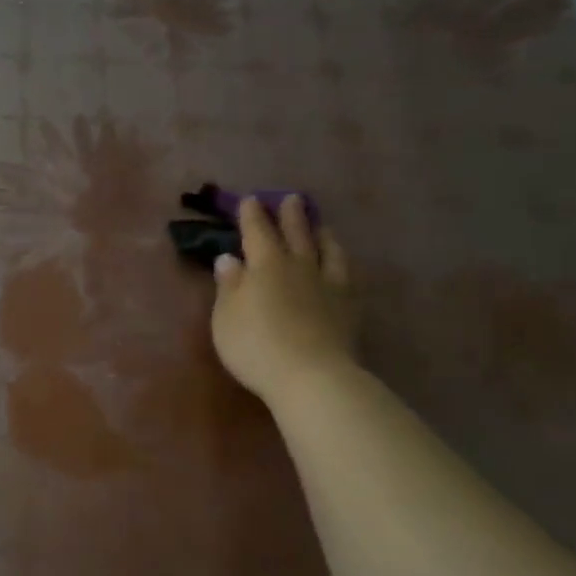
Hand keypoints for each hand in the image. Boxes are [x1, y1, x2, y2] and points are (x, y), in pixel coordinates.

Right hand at [211, 195, 355, 408]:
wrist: (311, 376)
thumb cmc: (256, 346)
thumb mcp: (226, 317)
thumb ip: (228, 286)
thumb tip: (229, 258)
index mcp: (265, 265)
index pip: (257, 232)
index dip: (252, 215)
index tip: (250, 199)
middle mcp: (299, 267)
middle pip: (296, 234)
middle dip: (291, 216)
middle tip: (291, 199)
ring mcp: (328, 286)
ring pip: (327, 251)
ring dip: (322, 235)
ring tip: (321, 226)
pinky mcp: (348, 307)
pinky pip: (346, 275)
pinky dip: (341, 263)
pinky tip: (341, 265)